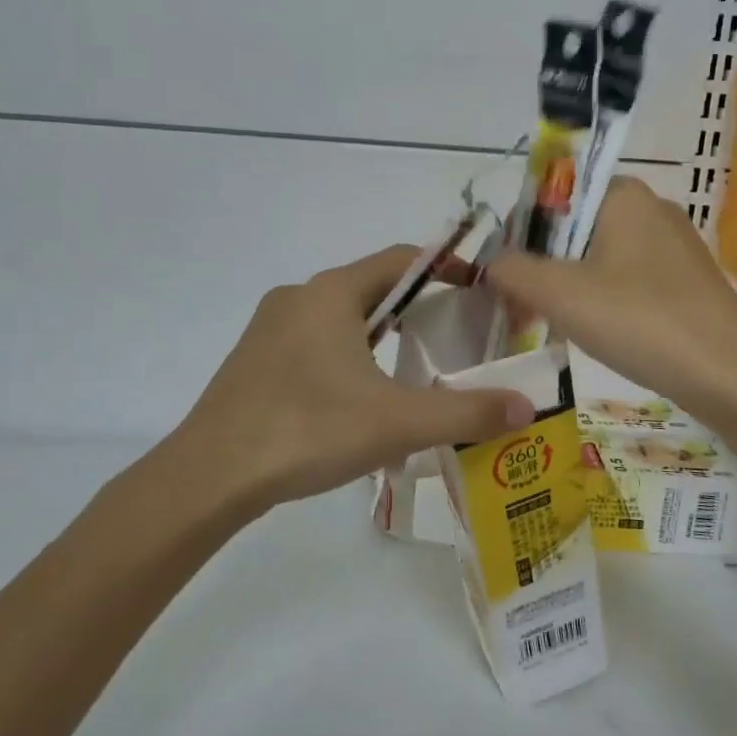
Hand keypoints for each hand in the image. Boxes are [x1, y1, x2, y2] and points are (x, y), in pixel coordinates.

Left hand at [168, 245, 533, 511]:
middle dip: (415, 306)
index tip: (477, 290)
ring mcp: (270, 326)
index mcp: (332, 293)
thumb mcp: (396, 423)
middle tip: (452, 335)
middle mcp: (299, 296)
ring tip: (410, 369)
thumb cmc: (307, 430)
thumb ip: (465, 412)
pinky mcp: (254, 358)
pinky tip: (355, 397)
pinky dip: (346, 353)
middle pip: (371, 286)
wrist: (209, 475)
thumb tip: (527, 406)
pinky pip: (314, 339)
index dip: (444, 267)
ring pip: (340, 315)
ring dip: (378, 333)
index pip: (401, 259)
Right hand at [486, 178, 736, 419]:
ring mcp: (675, 244)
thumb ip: (513, 271)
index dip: (520, 231)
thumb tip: (491, 264)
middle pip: (575, 226)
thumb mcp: (560, 294)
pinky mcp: (689, 279)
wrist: (733, 377)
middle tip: (523, 305)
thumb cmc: (640, 321)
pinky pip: (629, 277)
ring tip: (553, 323)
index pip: (552, 195)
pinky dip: (603, 298)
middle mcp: (651, 207)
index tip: (505, 274)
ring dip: (570, 284)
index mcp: (622, 193)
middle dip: (543, 264)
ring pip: (600, 254)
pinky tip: (599, 332)